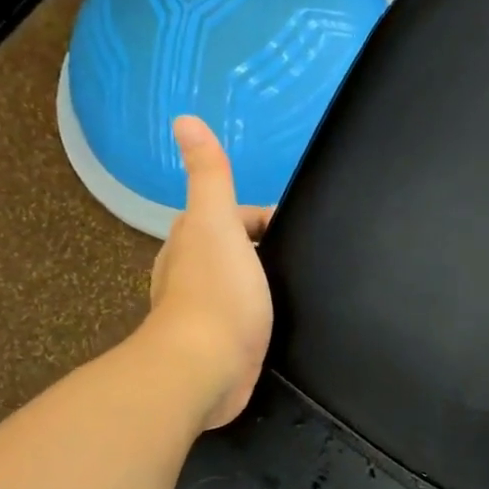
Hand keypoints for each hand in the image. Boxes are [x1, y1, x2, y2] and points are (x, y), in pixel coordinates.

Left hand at [145, 116, 272, 429]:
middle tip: (304, 260)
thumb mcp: (217, 223)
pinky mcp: (219, 344)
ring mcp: (205, 311)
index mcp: (190, 240)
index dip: (265, 219)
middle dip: (265, 250)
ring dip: (262, 284)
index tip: (298, 231)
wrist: (205, 368)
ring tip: (298, 290)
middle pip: (235, 249)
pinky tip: (280, 323)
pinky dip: (260, 315)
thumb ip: (209, 175)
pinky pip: (244, 318)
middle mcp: (190, 272)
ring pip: (239, 284)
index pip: (233, 216)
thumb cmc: (216, 293)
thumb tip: (184, 119)